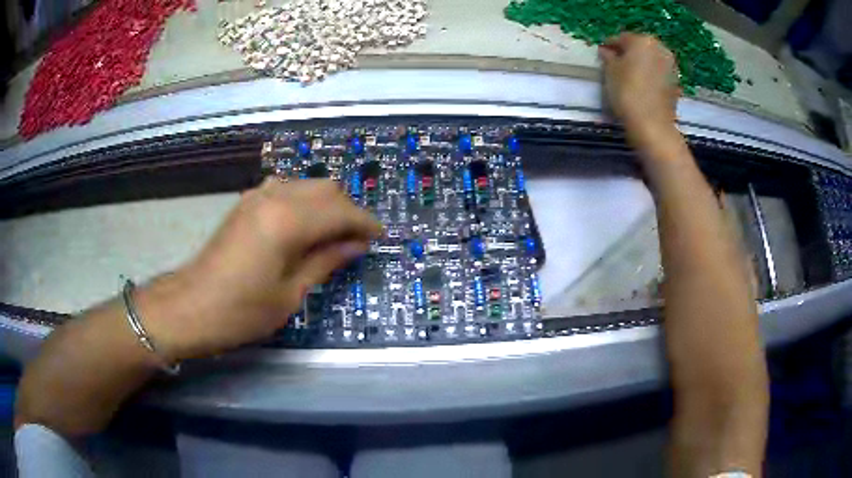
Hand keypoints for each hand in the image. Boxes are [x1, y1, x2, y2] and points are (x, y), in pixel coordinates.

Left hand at [138, 178, 382, 360]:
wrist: (189, 307)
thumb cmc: (241, 312)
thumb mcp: (290, 294)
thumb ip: (325, 261)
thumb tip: (356, 245)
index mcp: (288, 221)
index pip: (340, 211)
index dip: (365, 222)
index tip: (379, 236)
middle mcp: (275, 196)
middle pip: (326, 189)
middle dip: (348, 210)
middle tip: (356, 240)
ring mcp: (257, 195)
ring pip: (307, 185)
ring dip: (326, 204)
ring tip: (333, 235)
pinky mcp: (246, 202)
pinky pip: (287, 190)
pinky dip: (304, 202)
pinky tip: (303, 227)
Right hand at [599, 33, 679, 146]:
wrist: (652, 124)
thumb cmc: (627, 93)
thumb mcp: (610, 71)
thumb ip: (608, 57)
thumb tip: (607, 51)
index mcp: (642, 40)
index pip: (621, 38)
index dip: (610, 46)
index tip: (603, 54)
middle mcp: (660, 48)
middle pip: (639, 47)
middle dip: (629, 53)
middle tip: (617, 64)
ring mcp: (671, 65)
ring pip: (651, 59)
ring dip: (641, 64)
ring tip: (630, 76)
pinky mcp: (676, 82)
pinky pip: (659, 72)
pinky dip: (651, 75)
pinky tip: (643, 85)